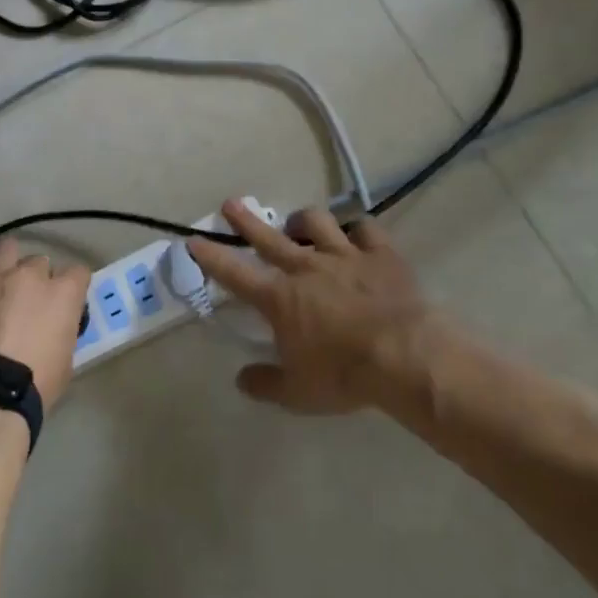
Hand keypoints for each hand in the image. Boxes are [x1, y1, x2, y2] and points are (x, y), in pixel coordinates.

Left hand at [0, 239, 90, 415]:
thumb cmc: (34, 388)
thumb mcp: (65, 359)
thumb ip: (62, 330)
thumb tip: (54, 325)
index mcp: (63, 293)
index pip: (77, 272)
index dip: (70, 287)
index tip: (62, 303)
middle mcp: (30, 274)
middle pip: (38, 262)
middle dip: (34, 280)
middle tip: (23, 303)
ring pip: (5, 249)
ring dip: (5, 264)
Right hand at [187, 200, 437, 414]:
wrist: (403, 356)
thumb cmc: (343, 375)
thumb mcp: (296, 393)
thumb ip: (265, 383)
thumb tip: (241, 379)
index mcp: (279, 299)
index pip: (234, 273)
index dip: (211, 256)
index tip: (194, 239)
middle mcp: (306, 268)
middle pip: (268, 237)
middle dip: (246, 220)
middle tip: (232, 204)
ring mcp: (344, 255)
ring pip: (316, 222)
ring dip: (303, 220)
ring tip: (298, 224)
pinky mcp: (380, 253)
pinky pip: (365, 228)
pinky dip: (357, 230)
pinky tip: (356, 234)